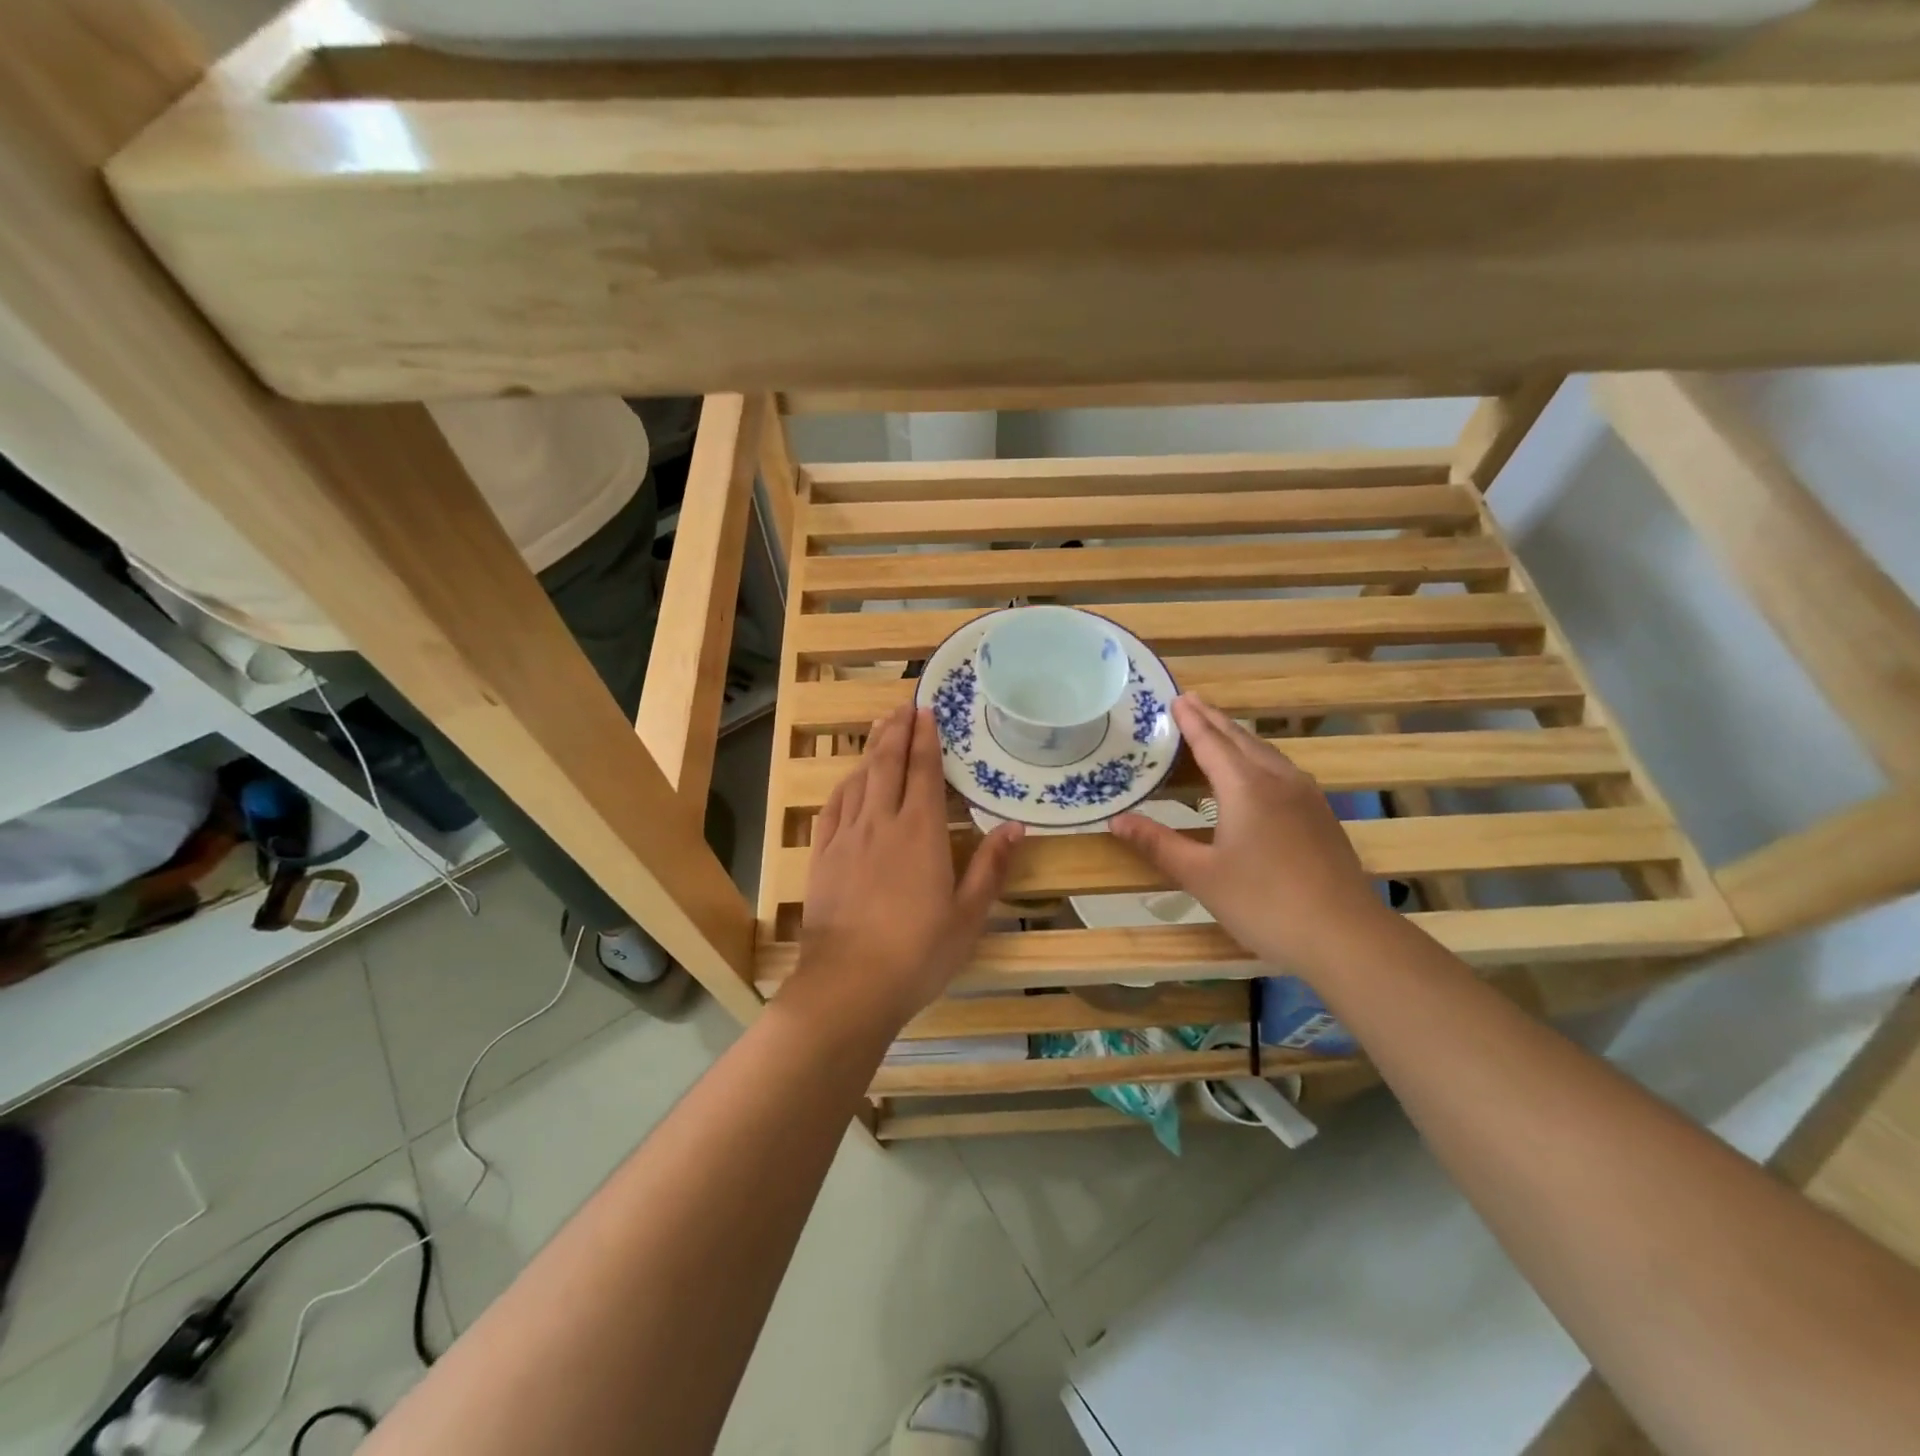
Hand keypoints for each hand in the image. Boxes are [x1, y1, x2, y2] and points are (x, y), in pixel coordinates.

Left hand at [794, 705, 1023, 1029]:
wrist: (849, 984)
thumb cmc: (918, 952)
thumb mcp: (969, 915)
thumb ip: (991, 866)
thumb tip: (1016, 826)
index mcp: (921, 831)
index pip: (924, 771)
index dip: (926, 738)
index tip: (926, 709)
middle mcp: (882, 822)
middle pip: (887, 763)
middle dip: (897, 730)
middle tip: (904, 705)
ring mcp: (847, 837)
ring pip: (859, 779)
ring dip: (871, 750)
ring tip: (879, 728)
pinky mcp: (822, 856)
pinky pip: (833, 808)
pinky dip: (844, 786)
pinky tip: (849, 781)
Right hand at [1110, 696, 1388, 977]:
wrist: (1344, 935)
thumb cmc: (1263, 902)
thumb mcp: (1200, 875)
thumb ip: (1157, 843)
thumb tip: (1115, 821)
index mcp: (1245, 787)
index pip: (1211, 742)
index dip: (1191, 720)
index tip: (1176, 698)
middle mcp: (1277, 780)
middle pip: (1241, 739)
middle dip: (1214, 719)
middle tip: (1191, 701)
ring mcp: (1305, 796)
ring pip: (1266, 752)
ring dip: (1238, 736)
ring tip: (1219, 728)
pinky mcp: (1320, 815)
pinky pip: (1282, 769)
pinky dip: (1259, 756)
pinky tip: (1259, 771)